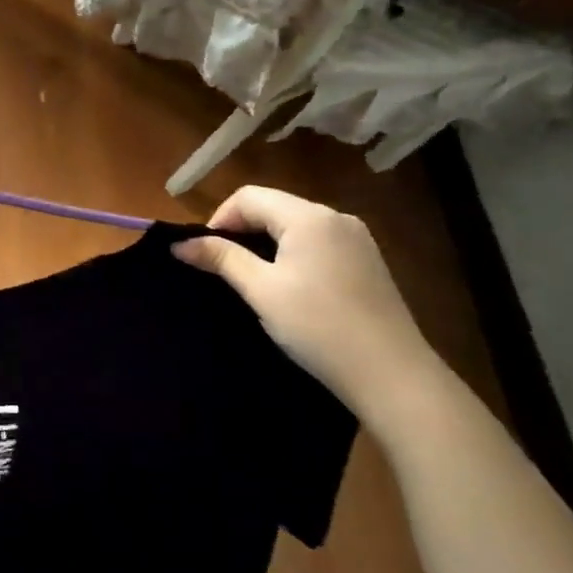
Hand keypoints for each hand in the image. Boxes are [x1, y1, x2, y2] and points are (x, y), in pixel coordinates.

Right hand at [174, 186, 440, 417]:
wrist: (393, 376)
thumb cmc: (319, 327)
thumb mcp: (261, 291)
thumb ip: (221, 259)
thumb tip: (179, 244)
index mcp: (308, 216)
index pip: (249, 196)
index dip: (219, 219)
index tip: (205, 254)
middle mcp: (336, 217)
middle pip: (274, 207)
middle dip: (242, 230)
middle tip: (224, 268)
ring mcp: (357, 239)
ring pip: (296, 226)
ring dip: (267, 243)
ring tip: (253, 280)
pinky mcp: (368, 262)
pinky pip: (319, 243)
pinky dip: (294, 254)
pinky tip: (291, 287)